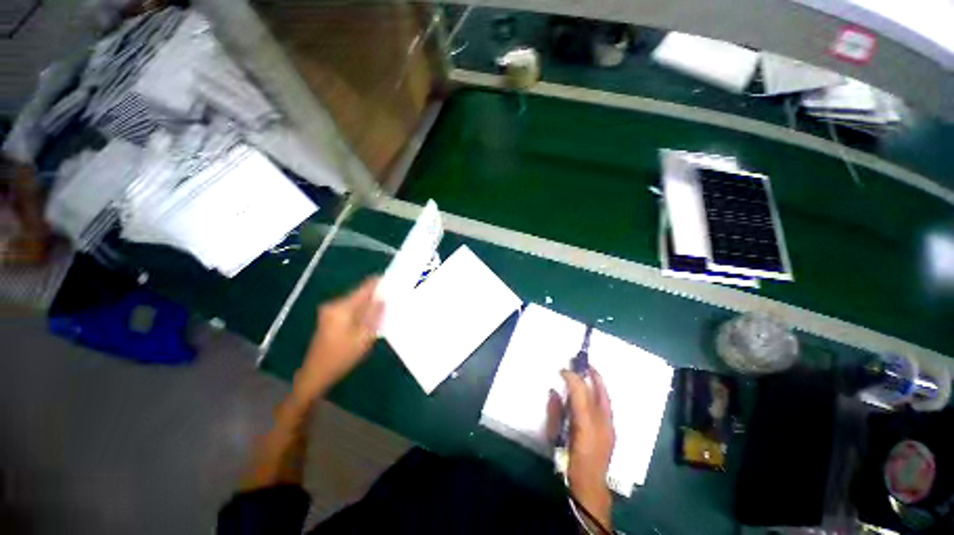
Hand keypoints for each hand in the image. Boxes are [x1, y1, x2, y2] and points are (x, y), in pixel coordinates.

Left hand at [292, 276, 382, 403]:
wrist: (316, 374)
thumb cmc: (342, 356)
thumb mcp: (364, 336)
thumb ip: (375, 313)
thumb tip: (383, 297)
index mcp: (342, 307)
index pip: (364, 287)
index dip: (380, 282)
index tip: (395, 281)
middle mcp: (334, 304)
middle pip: (360, 293)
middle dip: (376, 294)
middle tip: (394, 297)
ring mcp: (330, 311)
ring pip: (356, 301)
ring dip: (370, 303)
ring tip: (386, 307)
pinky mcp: (329, 318)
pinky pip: (350, 308)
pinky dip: (362, 310)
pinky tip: (371, 318)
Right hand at [548, 367, 614, 526]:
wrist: (589, 484)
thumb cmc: (569, 458)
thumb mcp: (556, 434)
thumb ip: (555, 411)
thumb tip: (554, 391)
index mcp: (585, 423)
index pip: (580, 392)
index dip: (572, 377)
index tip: (563, 370)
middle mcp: (601, 422)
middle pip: (598, 392)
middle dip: (593, 375)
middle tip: (584, 363)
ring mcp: (610, 427)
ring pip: (606, 398)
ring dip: (598, 384)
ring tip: (591, 372)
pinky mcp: (612, 431)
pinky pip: (607, 406)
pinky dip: (601, 395)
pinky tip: (594, 393)